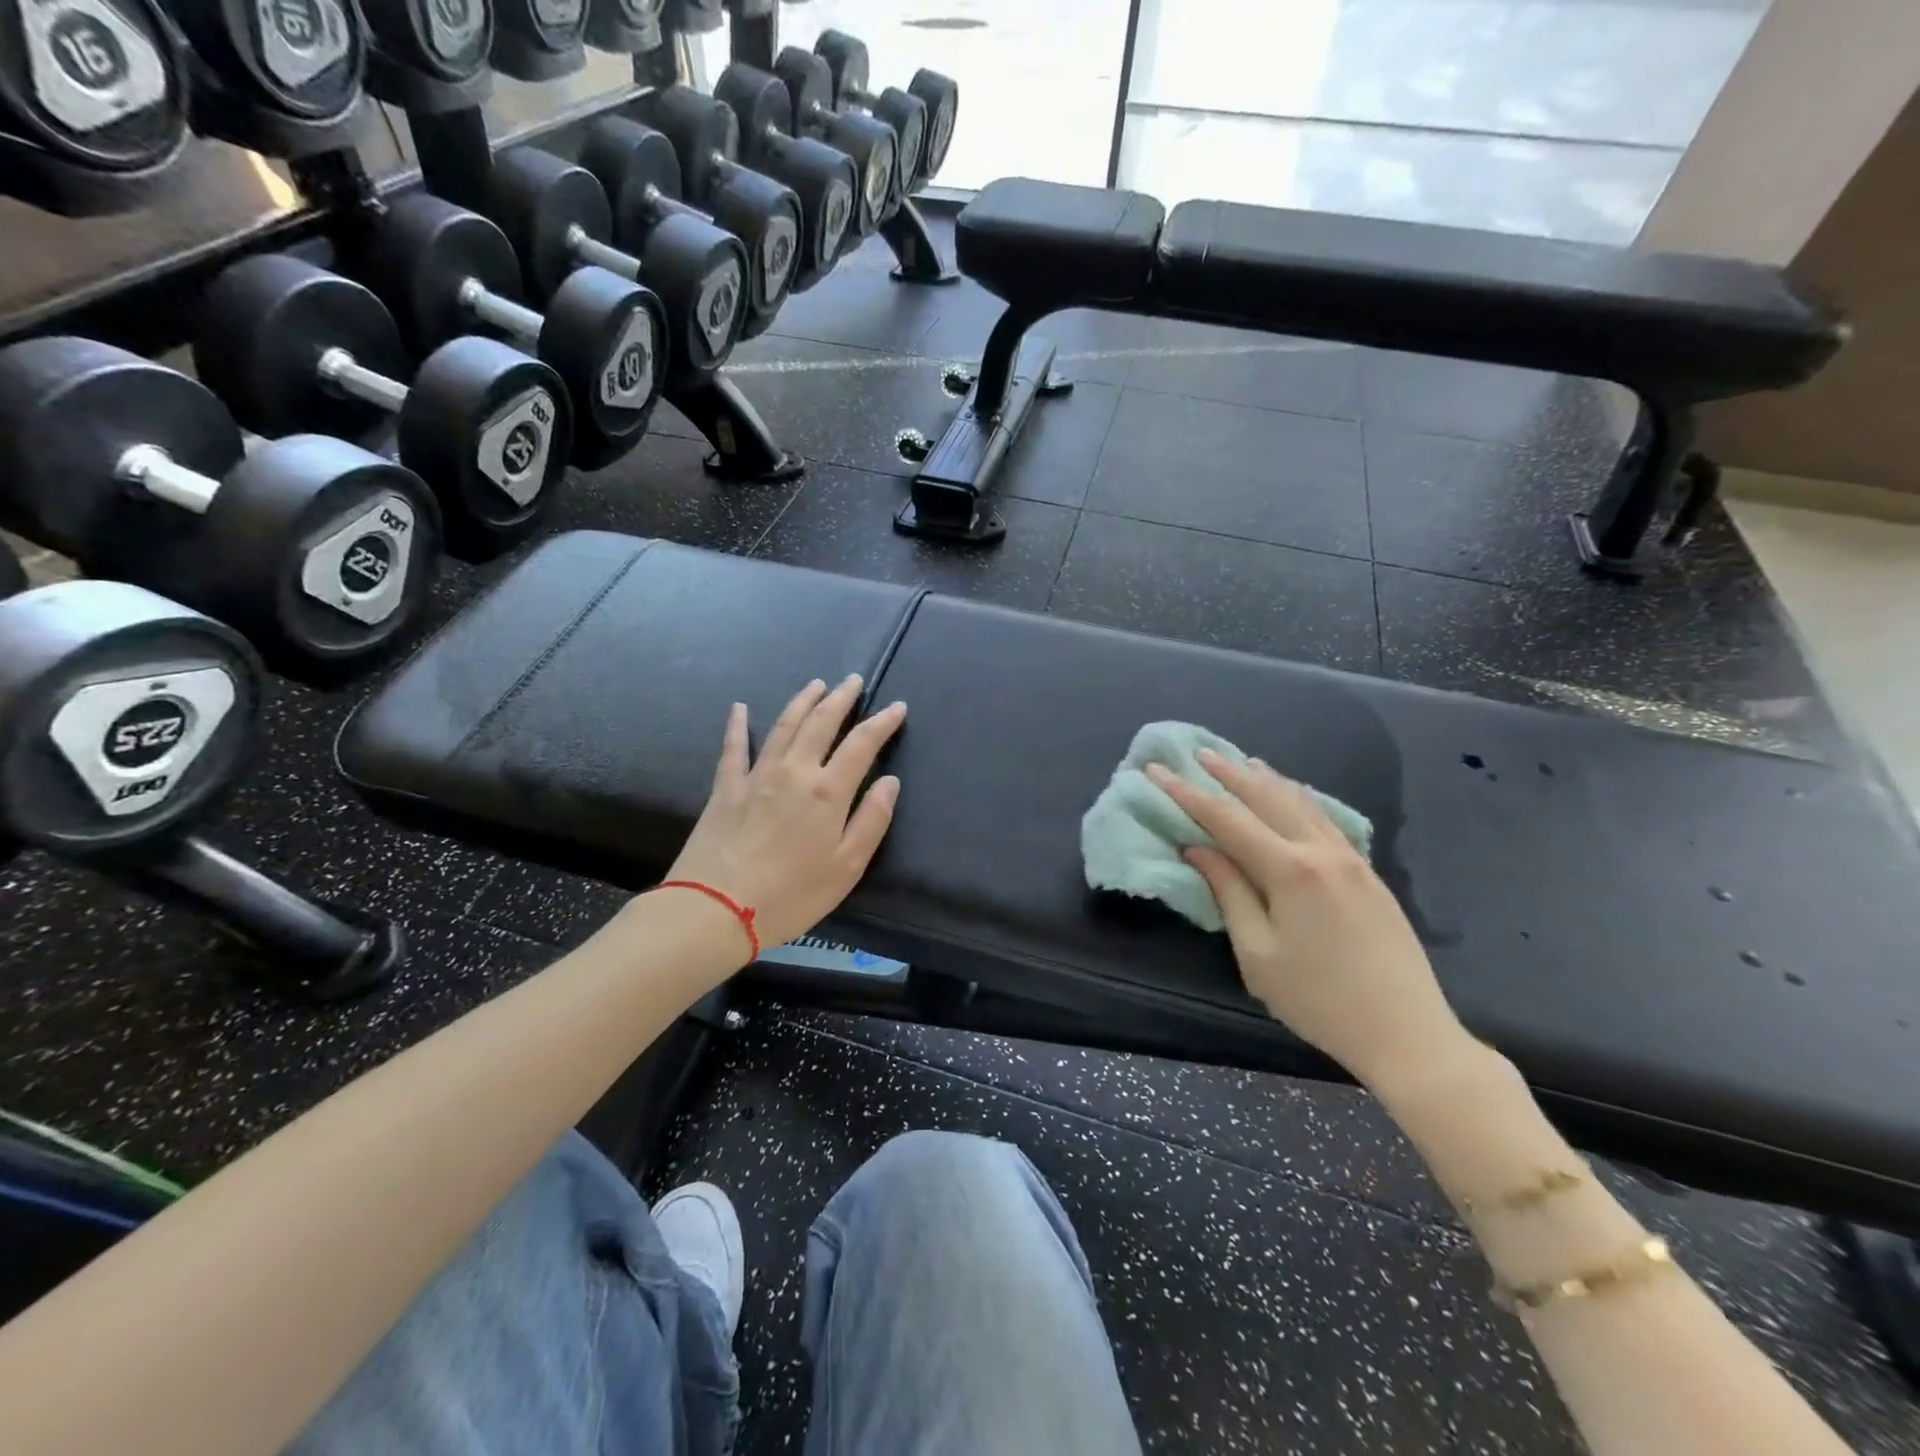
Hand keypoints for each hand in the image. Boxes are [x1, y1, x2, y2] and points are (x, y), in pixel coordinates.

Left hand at [665, 677, 906, 950]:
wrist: (715, 908)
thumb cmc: (790, 895)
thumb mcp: (846, 867)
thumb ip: (872, 820)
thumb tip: (889, 781)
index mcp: (827, 791)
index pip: (862, 744)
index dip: (882, 722)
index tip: (897, 707)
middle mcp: (794, 771)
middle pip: (821, 722)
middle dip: (841, 698)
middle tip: (854, 680)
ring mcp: (756, 775)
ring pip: (783, 725)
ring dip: (802, 701)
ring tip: (816, 684)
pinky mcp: (725, 787)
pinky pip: (733, 747)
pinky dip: (737, 725)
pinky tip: (739, 708)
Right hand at [1147, 751, 1466, 1089]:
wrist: (1408, 1033)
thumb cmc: (1319, 1001)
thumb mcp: (1258, 954)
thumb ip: (1229, 893)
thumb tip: (1199, 849)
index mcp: (1290, 871)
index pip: (1226, 819)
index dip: (1187, 794)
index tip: (1157, 772)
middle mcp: (1322, 851)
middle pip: (1267, 798)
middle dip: (1228, 774)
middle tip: (1197, 754)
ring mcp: (1351, 859)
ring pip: (1301, 802)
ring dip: (1265, 780)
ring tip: (1240, 762)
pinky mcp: (1368, 873)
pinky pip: (1324, 819)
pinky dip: (1297, 799)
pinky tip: (1290, 796)